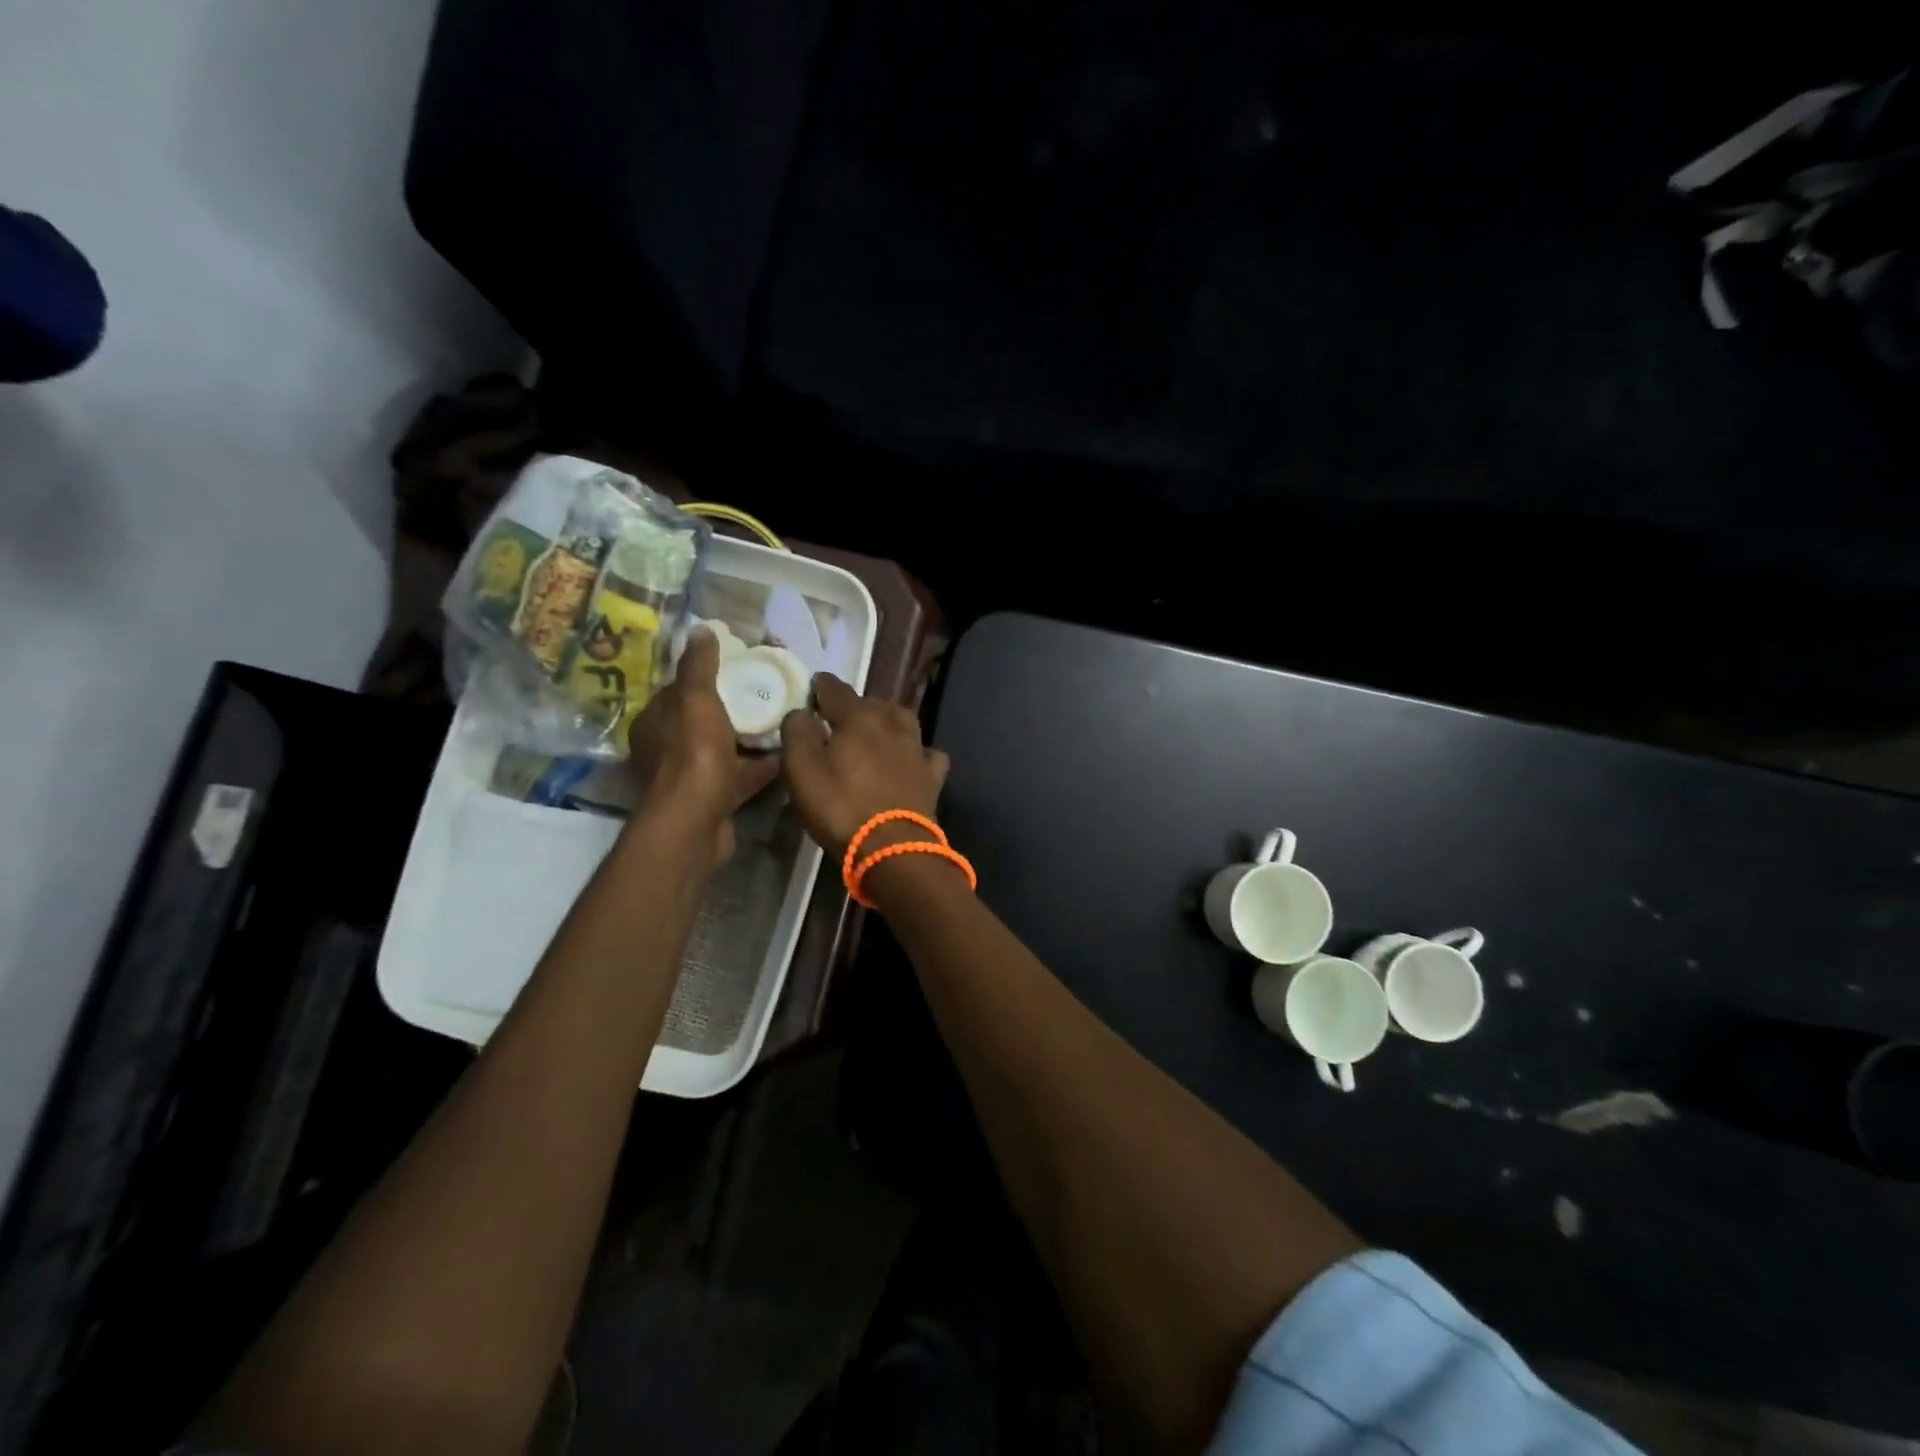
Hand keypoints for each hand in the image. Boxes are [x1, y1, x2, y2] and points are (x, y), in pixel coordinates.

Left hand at [627, 627, 780, 866]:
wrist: (696, 822)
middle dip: (731, 706)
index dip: (706, 675)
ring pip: (723, 749)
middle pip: (703, 719)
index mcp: (656, 722)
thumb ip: (699, 665)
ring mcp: (690, 777)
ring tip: (781, 720)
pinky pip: (739, 776)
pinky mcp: (713, 800)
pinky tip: (786, 755)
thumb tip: (699, 629)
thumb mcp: (696, 699)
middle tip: (765, 692)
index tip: (738, 666)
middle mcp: (667, 749)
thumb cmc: (693, 755)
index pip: (679, 690)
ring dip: (747, 737)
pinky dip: (759, 766)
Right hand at [779, 673, 949, 860]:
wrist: (893, 848)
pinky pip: (926, 753)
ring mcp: (917, 749)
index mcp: (859, 717)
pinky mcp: (932, 777)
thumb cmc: (840, 807)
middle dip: (854, 706)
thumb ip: (797, 734)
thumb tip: (801, 713)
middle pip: (872, 703)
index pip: (836, 689)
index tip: (812, 689)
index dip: (821, 687)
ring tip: (874, 733)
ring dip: (887, 722)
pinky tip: (910, 760)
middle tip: (837, 720)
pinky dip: (916, 752)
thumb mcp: (801, 771)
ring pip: (902, 721)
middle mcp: (892, 724)